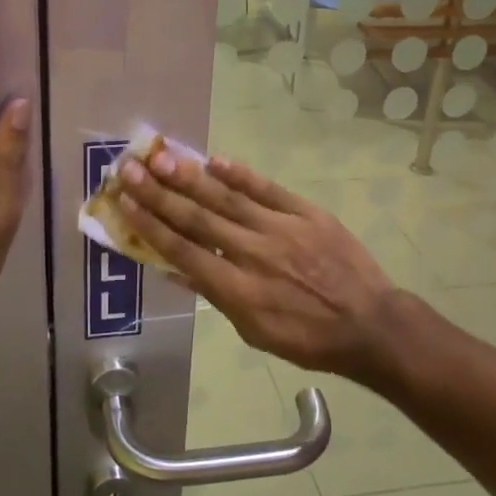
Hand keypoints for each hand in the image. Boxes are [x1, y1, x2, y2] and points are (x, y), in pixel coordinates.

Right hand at [118, 151, 398, 381]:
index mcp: (238, 290)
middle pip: (198, 219)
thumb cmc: (307, 339)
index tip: (125, 203)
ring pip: (228, 198)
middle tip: (129, 169)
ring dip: (191, 177)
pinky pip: (268, 190)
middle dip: (159, 193)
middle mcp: (254, 254)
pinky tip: (215, 160)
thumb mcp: (254, 332)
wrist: (370, 325)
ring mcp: (282, 229)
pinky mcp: (307, 214)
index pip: (184, 251)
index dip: (151, 226)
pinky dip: (241, 174)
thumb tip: (173, 270)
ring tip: (161, 157)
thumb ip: (214, 296)